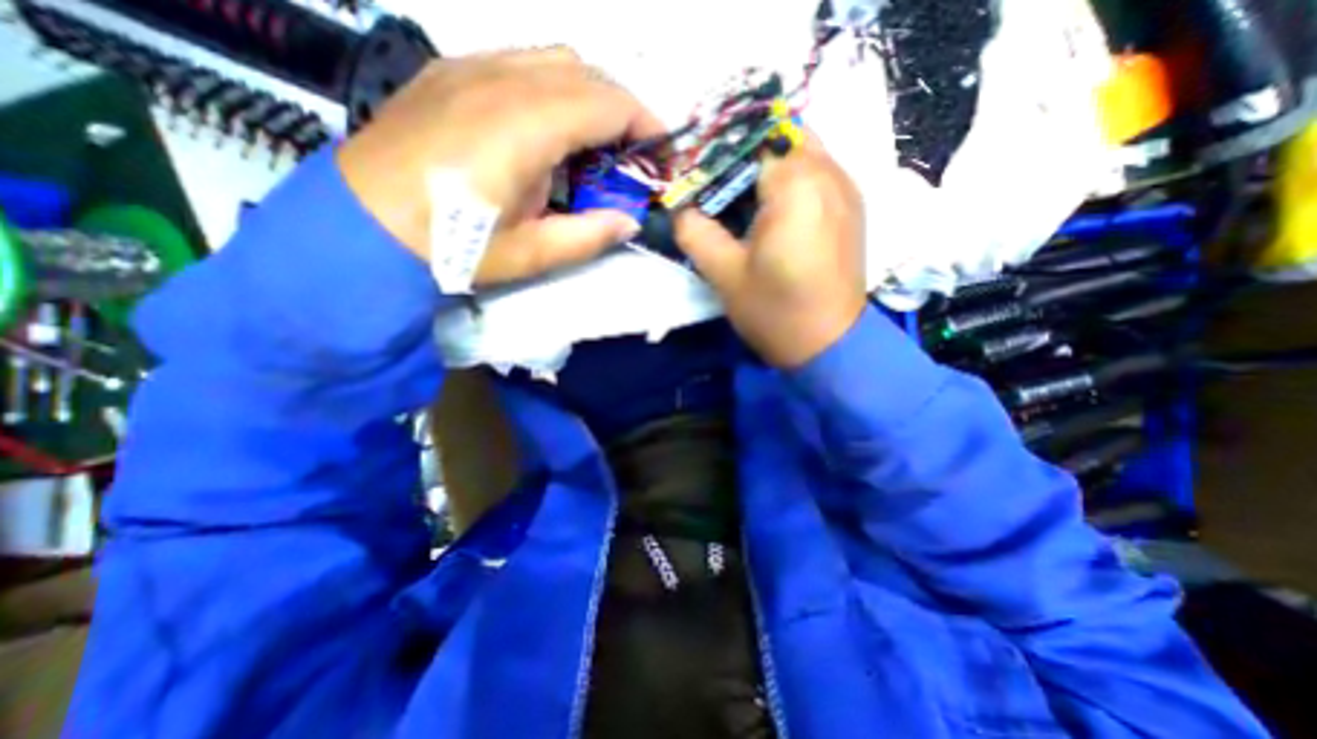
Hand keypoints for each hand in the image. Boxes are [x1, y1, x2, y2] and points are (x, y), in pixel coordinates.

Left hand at [335, 47, 663, 284]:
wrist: (364, 225)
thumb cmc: (454, 246)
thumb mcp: (532, 254)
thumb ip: (589, 236)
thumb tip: (629, 222)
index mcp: (526, 126)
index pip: (608, 102)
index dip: (647, 124)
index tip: (664, 153)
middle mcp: (502, 80)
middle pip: (587, 72)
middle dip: (623, 109)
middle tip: (632, 154)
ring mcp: (471, 67)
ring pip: (554, 59)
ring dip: (588, 95)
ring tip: (593, 143)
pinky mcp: (451, 72)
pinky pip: (519, 61)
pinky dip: (552, 88)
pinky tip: (547, 128)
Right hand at [672, 137, 872, 367]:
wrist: (829, 346)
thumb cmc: (775, 312)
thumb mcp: (724, 275)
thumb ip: (694, 232)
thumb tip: (678, 207)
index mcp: (796, 186)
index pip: (752, 140)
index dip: (721, 152)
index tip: (700, 177)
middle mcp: (830, 174)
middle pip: (782, 136)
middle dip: (747, 154)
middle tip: (721, 187)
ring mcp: (848, 190)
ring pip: (804, 151)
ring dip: (771, 166)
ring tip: (744, 199)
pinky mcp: (853, 208)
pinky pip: (820, 173)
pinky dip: (793, 179)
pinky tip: (774, 212)